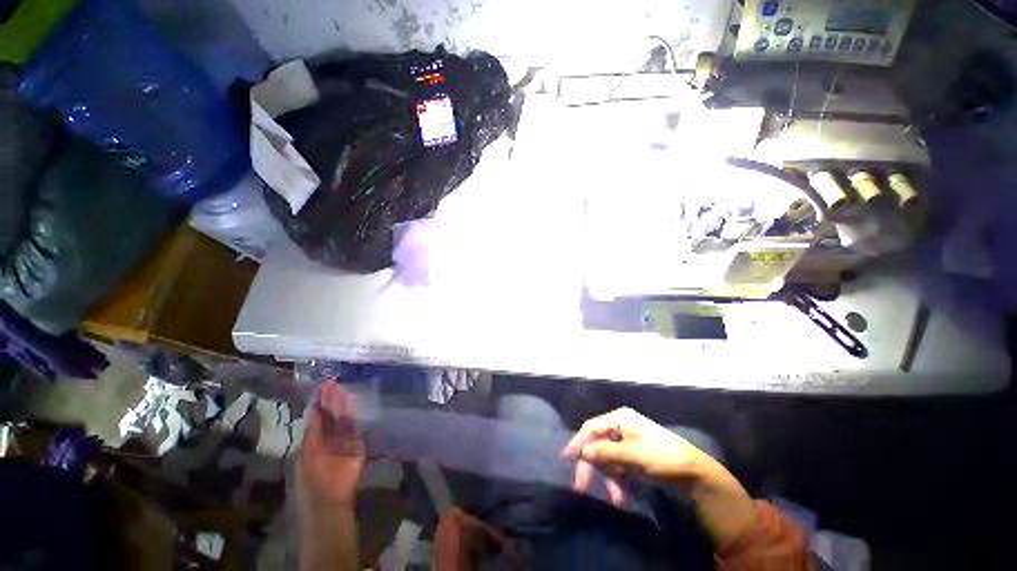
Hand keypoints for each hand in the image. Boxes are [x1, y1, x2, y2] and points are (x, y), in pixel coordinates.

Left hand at [298, 381, 364, 510]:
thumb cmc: (313, 482)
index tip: (321, 387)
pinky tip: (352, 401)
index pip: (317, 418)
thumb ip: (313, 431)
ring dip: (342, 404)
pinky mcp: (357, 445)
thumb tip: (313, 409)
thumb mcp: (308, 454)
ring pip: (342, 418)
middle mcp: (328, 439)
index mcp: (313, 442)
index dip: (319, 403)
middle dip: (331, 400)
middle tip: (332, 382)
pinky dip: (353, 413)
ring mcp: (343, 441)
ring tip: (341, 387)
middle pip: (331, 416)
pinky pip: (354, 426)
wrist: (330, 502)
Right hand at [562, 407, 757, 548]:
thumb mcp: (635, 455)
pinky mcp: (634, 458)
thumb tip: (583, 452)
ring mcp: (628, 443)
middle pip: (598, 445)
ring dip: (608, 478)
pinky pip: (618, 468)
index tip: (566, 460)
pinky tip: (621, 497)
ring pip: (607, 460)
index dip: (578, 443)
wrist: (698, 476)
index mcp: (620, 419)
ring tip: (615, 498)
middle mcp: (621, 427)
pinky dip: (618, 482)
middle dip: (592, 466)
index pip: (591, 428)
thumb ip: (607, 452)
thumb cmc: (665, 458)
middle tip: (581, 486)